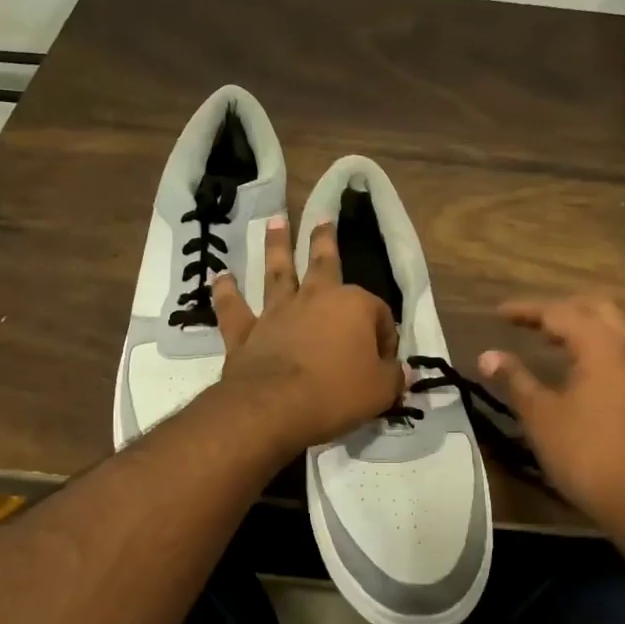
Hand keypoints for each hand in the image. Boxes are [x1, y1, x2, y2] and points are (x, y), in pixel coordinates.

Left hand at [211, 218, 405, 454]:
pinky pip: (235, 307)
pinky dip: (226, 292)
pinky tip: (221, 277)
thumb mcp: (380, 391)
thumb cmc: (336, 393)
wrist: (275, 406)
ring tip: (275, 221)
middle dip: (324, 240)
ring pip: (278, 272)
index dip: (385, 339)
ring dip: (277, 246)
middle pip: (323, 263)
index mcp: (354, 306)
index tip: (384, 364)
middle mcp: (316, 298)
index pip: (379, 315)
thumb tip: (403, 371)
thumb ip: (393, 377)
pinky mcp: (247, 331)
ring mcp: (278, 312)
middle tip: (322, 218)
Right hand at [479, 295, 624, 533]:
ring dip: (579, 325)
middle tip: (528, 322)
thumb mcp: (541, 415)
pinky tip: (574, 366)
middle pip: (594, 307)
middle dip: (559, 309)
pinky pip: (619, 348)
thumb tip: (487, 355)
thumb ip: (515, 378)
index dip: (526, 310)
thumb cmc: (585, 454)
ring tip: (546, 339)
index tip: (498, 314)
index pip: (559, 312)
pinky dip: (594, 344)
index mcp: (601, 346)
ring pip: (612, 327)